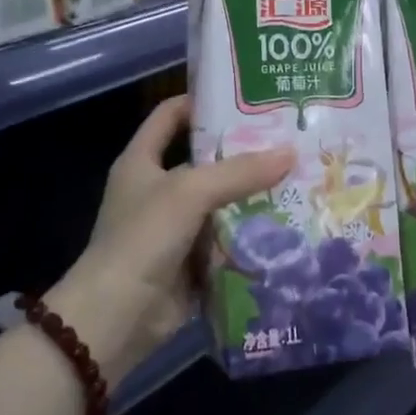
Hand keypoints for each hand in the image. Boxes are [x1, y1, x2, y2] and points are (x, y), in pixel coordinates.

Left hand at [49, 97, 291, 380]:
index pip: (171, 115)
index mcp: (143, 160)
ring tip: (299, 176)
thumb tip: (290, 153)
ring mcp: (175, 227)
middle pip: (204, 160)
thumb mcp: (190, 193)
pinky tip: (287, 223)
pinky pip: (226, 240)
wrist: (117, 317)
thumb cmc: (143, 238)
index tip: (245, 97)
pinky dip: (250, 234)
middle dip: (243, 152)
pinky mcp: (191, 261)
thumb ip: (239, 172)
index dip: (202, 101)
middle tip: (287, 138)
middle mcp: (158, 188)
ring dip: (252, 195)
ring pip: (220, 202)